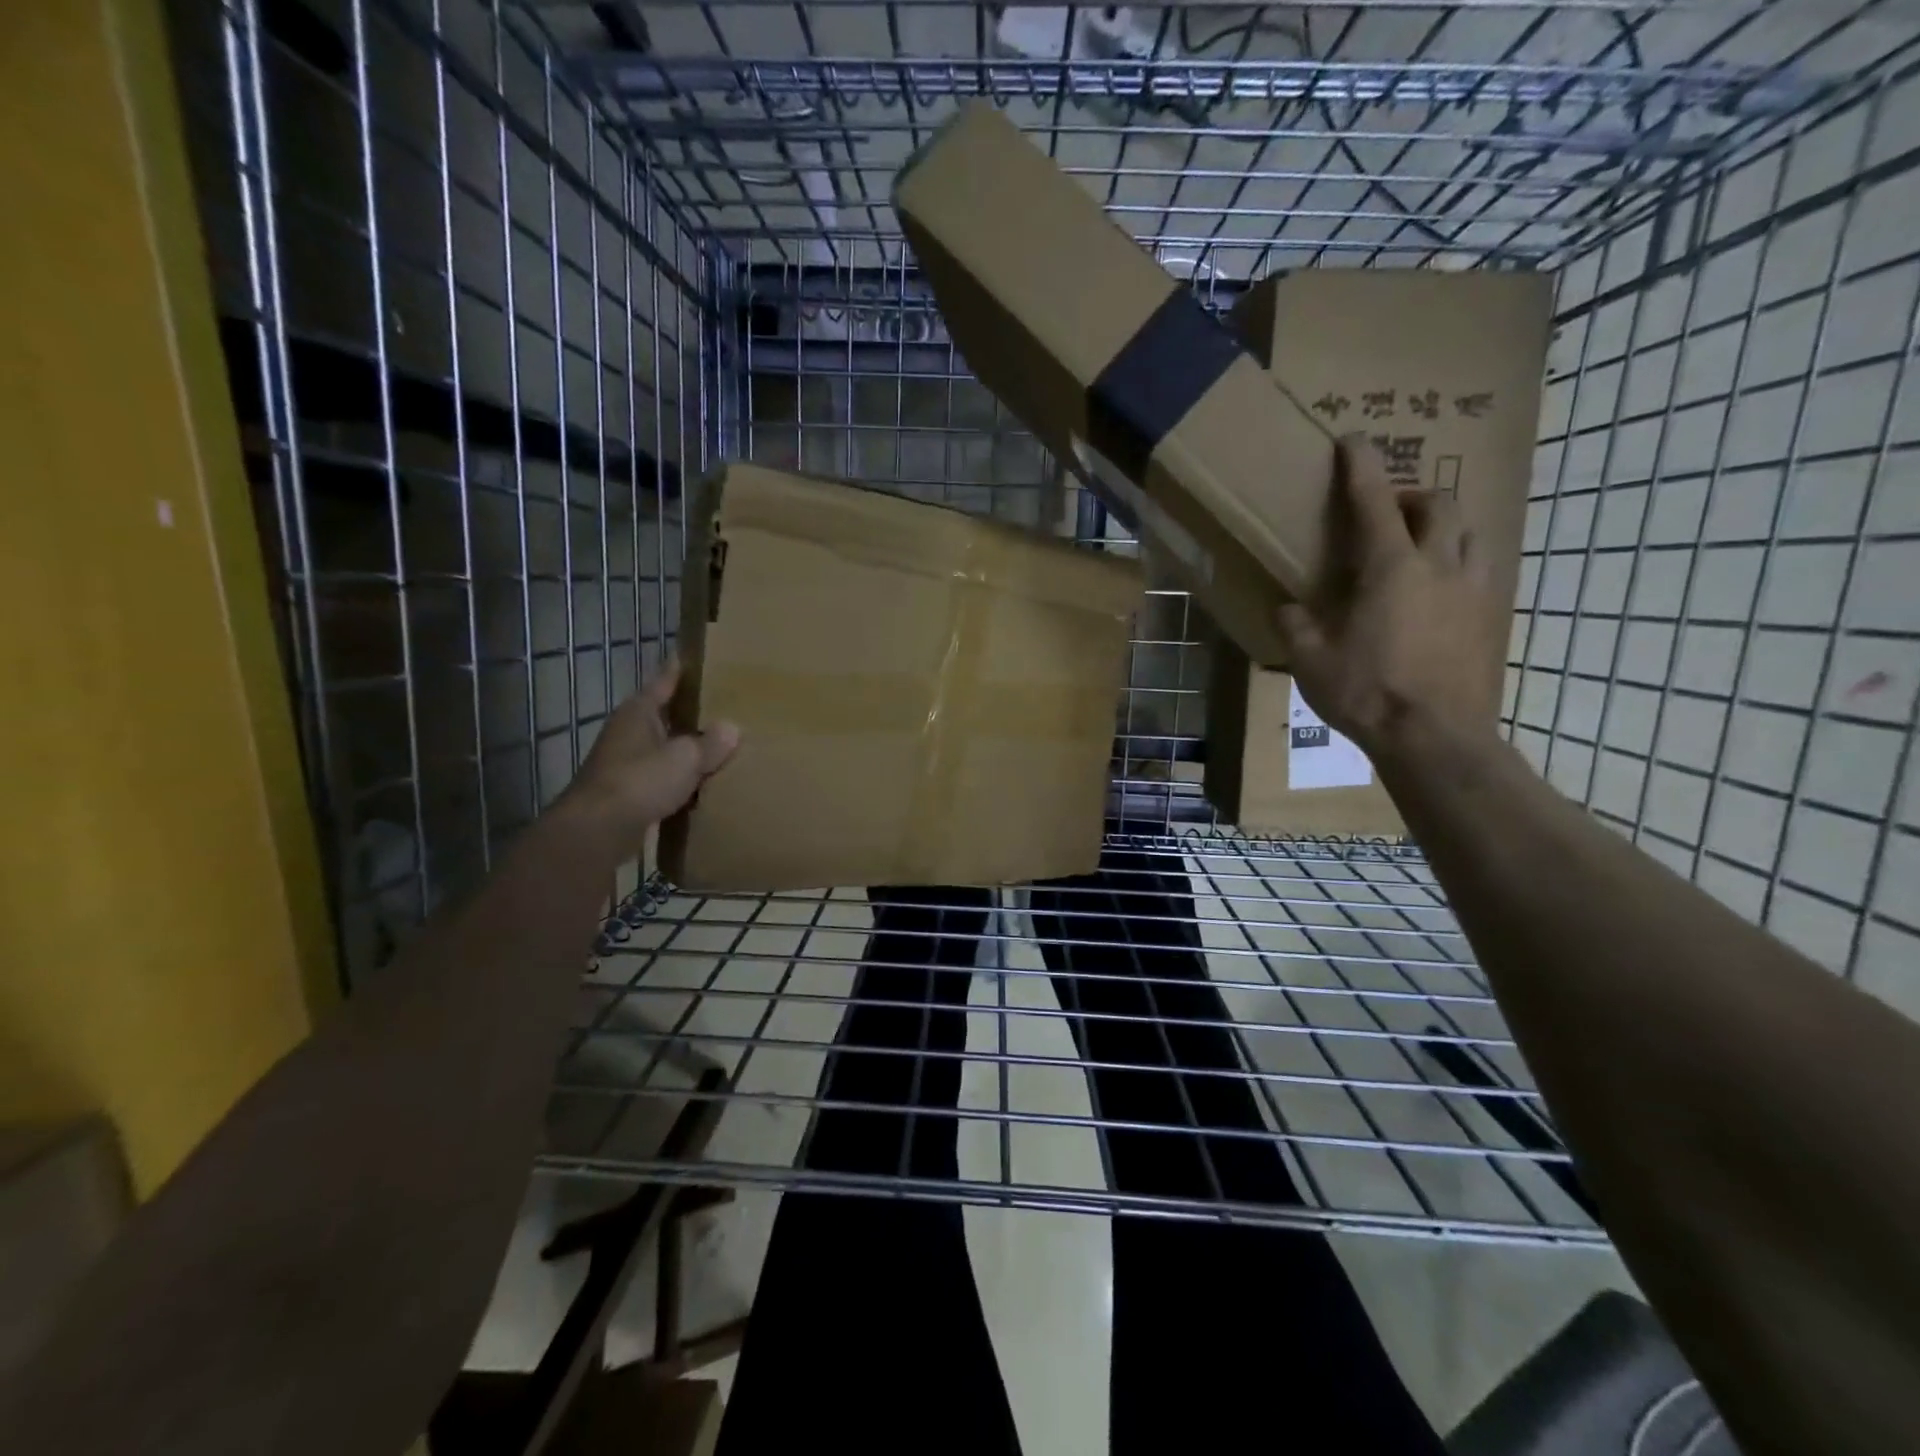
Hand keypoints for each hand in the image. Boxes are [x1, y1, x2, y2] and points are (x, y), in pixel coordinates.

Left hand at [559, 661, 738, 845]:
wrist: (598, 830)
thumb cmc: (641, 780)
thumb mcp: (685, 758)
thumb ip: (711, 743)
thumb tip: (732, 729)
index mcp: (639, 712)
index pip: (664, 681)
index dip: (679, 669)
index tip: (693, 655)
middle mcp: (629, 731)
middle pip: (663, 714)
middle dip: (688, 711)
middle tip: (721, 704)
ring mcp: (624, 762)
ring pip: (662, 747)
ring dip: (684, 747)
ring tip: (717, 745)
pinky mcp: (627, 791)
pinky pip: (660, 776)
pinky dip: (678, 777)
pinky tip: (700, 783)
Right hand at [1276, 436, 1501, 760]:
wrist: (1435, 737)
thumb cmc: (1367, 692)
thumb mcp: (1311, 660)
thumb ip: (1298, 624)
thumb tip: (1289, 607)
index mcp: (1391, 568)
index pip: (1374, 502)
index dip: (1362, 467)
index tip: (1354, 440)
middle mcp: (1440, 566)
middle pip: (1439, 504)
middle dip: (1412, 495)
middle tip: (1386, 513)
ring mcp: (1473, 590)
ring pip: (1469, 532)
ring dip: (1443, 526)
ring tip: (1418, 546)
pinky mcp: (1491, 617)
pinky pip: (1479, 570)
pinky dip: (1457, 563)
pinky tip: (1437, 591)